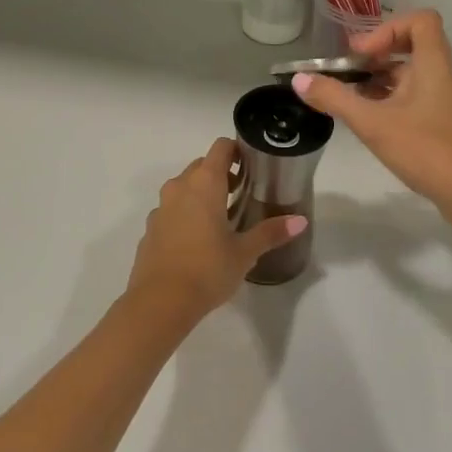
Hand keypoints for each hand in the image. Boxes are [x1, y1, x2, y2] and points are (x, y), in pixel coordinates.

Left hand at [126, 139, 306, 319]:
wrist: (159, 303)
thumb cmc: (208, 269)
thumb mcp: (245, 252)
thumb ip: (271, 232)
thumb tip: (300, 221)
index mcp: (205, 183)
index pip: (221, 148)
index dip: (237, 151)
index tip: (252, 166)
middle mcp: (180, 187)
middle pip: (201, 166)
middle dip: (221, 174)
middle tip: (242, 193)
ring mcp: (161, 207)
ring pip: (184, 188)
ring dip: (201, 194)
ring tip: (221, 217)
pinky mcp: (150, 229)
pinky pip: (171, 210)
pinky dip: (185, 214)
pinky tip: (197, 240)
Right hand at [292, 10, 451, 226]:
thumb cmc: (427, 150)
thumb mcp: (374, 124)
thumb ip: (335, 99)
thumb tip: (299, 79)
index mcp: (435, 64)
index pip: (420, 20)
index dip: (387, 28)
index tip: (362, 55)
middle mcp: (448, 75)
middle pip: (413, 48)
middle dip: (377, 58)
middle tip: (347, 77)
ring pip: (416, 77)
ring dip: (384, 83)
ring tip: (355, 104)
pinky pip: (422, 99)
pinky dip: (397, 103)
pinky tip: (378, 127)